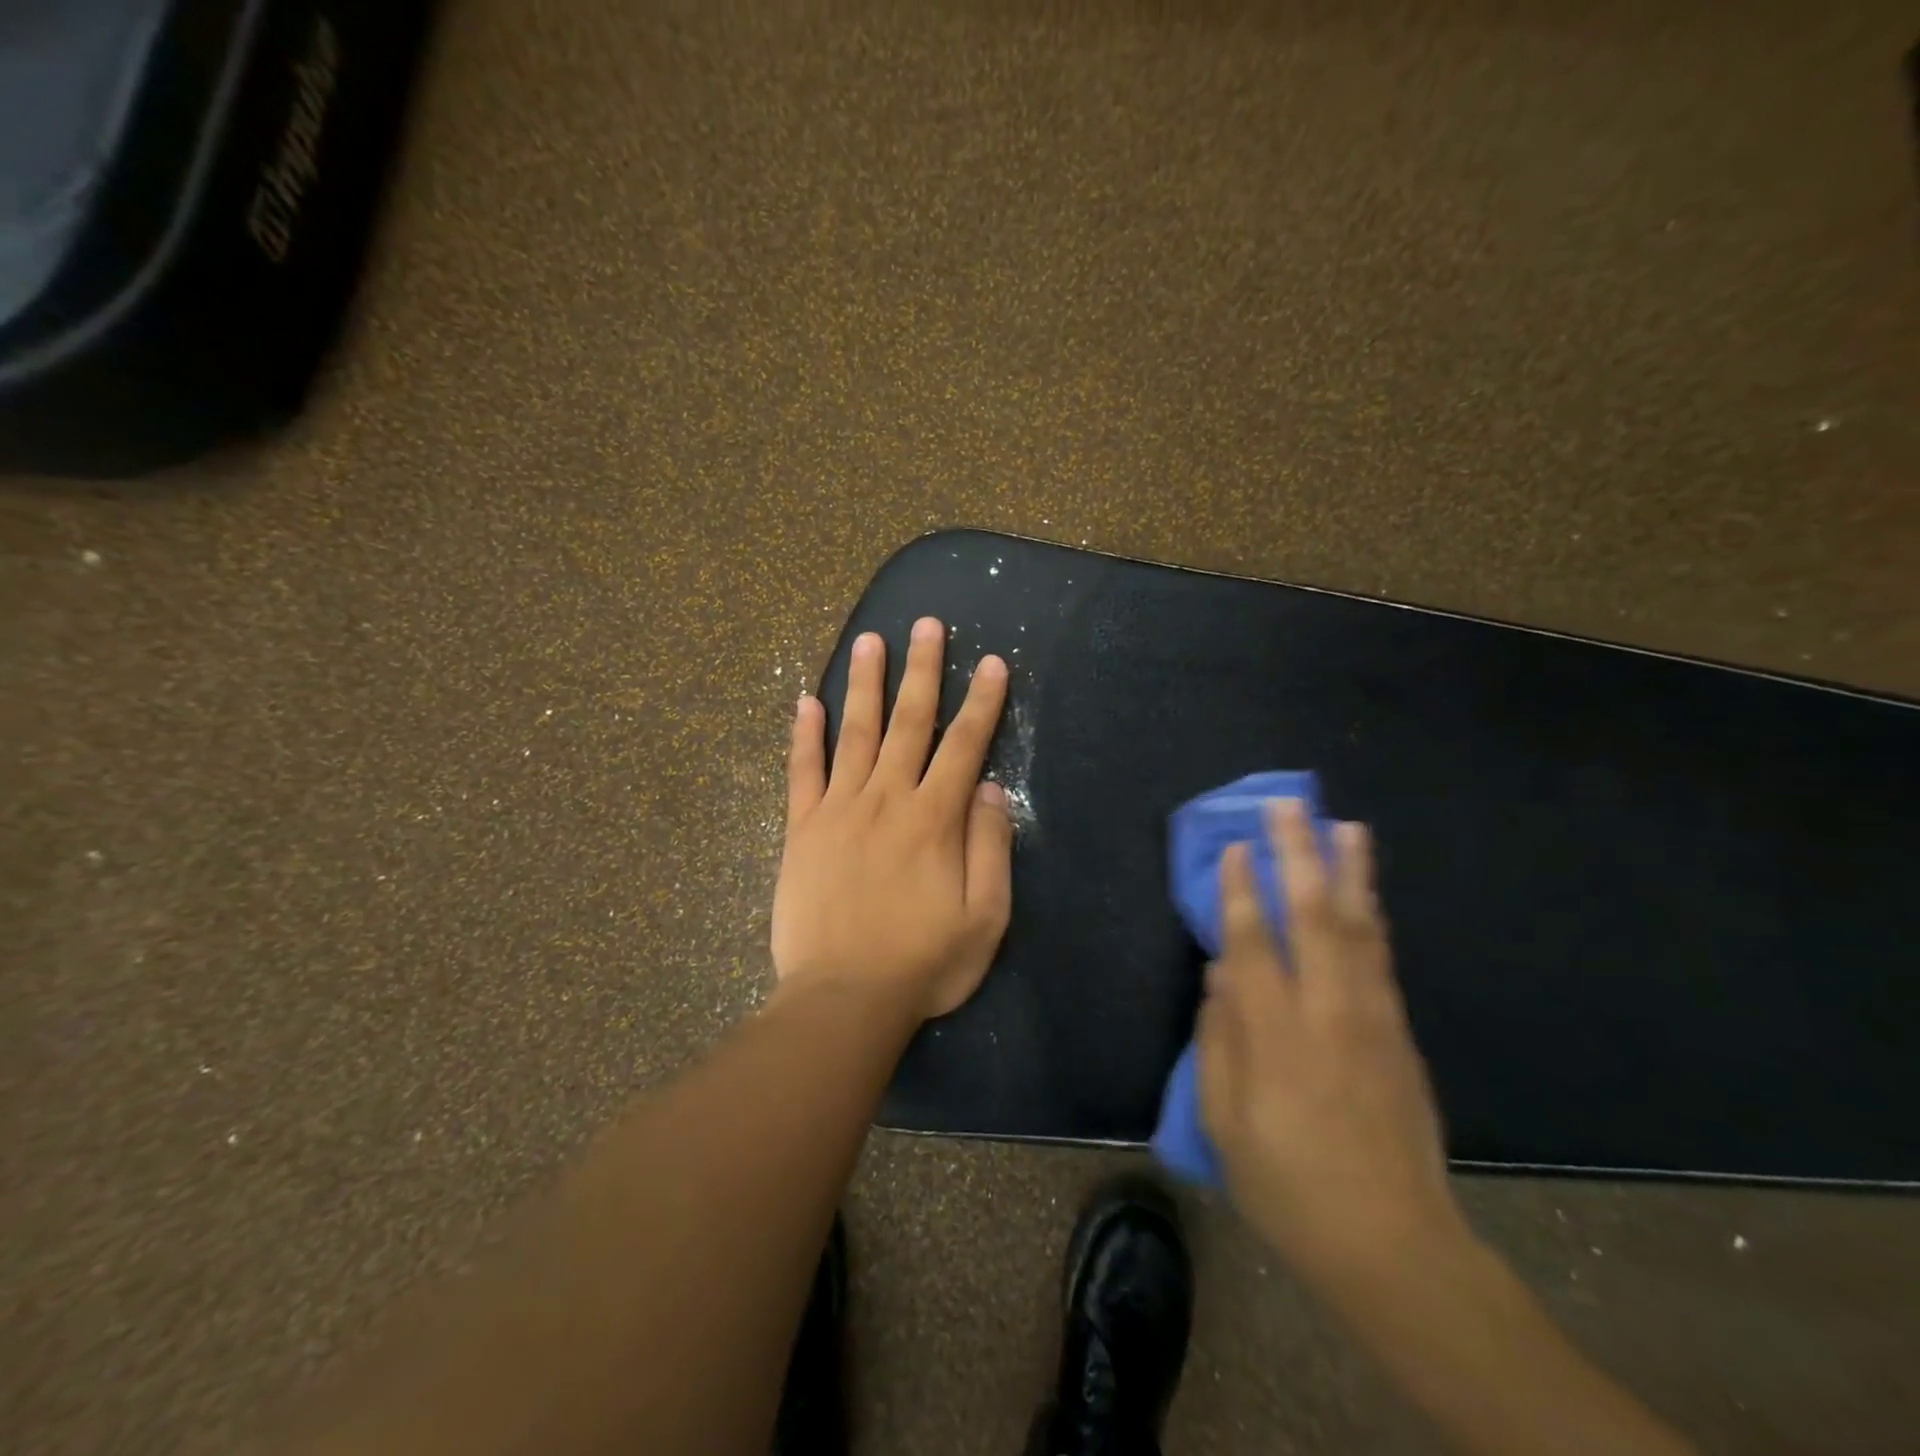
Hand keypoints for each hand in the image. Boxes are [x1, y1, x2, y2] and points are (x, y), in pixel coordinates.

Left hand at [772, 617, 1012, 1020]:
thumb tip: (987, 788)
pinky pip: (802, 772)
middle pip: (910, 722)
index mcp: (934, 819)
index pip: (964, 745)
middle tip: (926, 624)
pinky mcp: (802, 829)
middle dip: (923, 670)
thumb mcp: (984, 917)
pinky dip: (804, 735)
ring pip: (856, 733)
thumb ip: (989, 847)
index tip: (992, 663)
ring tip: (869, 641)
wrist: (843, 998)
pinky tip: (805, 702)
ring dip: (865, 685)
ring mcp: (839, 809)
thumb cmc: (922, 963)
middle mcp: (887, 799)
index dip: (982, 702)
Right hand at [1197, 800, 1463, 1293]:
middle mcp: (1327, 1011)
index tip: (1236, 847)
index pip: (1253, 942)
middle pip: (1314, 915)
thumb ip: (1218, 1040)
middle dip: (1299, 854)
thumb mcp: (1225, 1121)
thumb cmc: (1288, 1185)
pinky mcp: (1400, 1034)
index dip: (1242, 890)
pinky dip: (1372, 915)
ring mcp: (1372, 1019)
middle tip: (1289, 806)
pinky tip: (1366, 892)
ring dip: (1350, 872)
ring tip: (1345, 826)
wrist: (1394, 1245)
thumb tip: (1220, 976)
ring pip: (1360, 927)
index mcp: (1275, 1034)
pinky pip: (1382, 957)